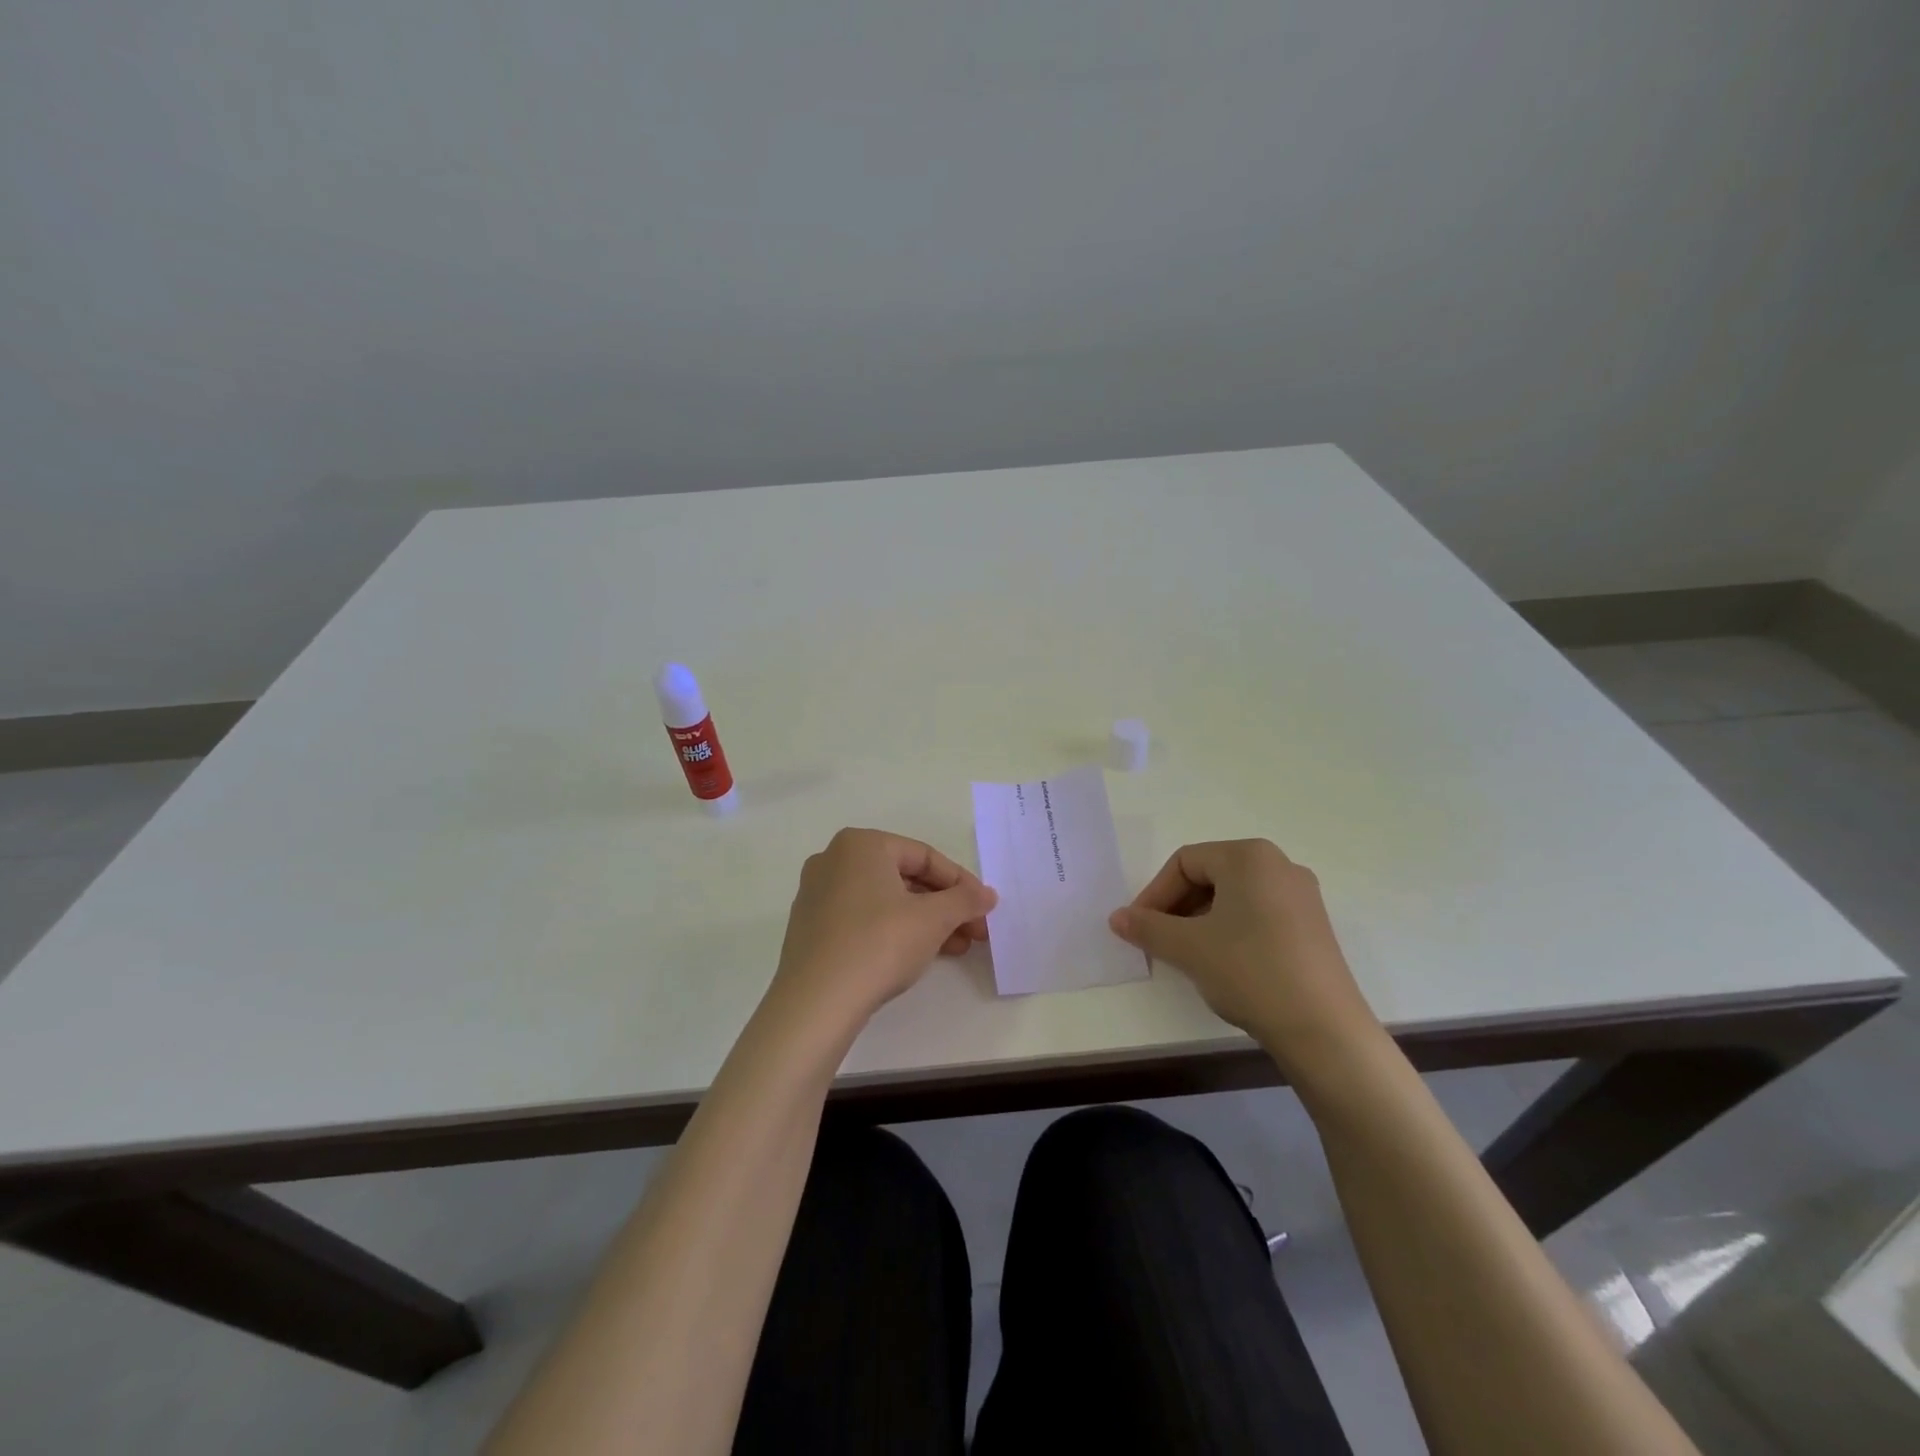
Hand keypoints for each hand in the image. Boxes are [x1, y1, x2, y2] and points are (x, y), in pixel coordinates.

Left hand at [771, 828, 996, 1032]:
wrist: (816, 1003)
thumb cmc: (879, 944)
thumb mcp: (933, 919)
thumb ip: (965, 900)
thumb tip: (988, 895)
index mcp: (861, 844)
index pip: (924, 856)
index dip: (961, 883)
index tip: (984, 909)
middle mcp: (834, 860)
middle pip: (904, 878)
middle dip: (944, 906)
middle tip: (974, 931)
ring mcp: (818, 894)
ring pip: (885, 901)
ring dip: (924, 922)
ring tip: (956, 949)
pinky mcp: (811, 928)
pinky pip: (863, 919)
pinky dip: (894, 931)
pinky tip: (919, 956)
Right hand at [1109, 839, 1379, 1073]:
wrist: (1324, 1030)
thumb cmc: (1249, 971)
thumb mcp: (1188, 948)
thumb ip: (1147, 927)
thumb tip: (1116, 917)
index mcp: (1249, 856)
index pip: (1184, 862)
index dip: (1154, 894)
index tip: (1137, 928)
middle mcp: (1279, 865)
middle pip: (1210, 875)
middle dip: (1177, 907)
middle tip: (1157, 942)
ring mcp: (1301, 896)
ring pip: (1233, 897)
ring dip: (1200, 921)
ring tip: (1186, 956)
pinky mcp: (1312, 927)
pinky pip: (1258, 915)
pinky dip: (1229, 931)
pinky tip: (1222, 964)